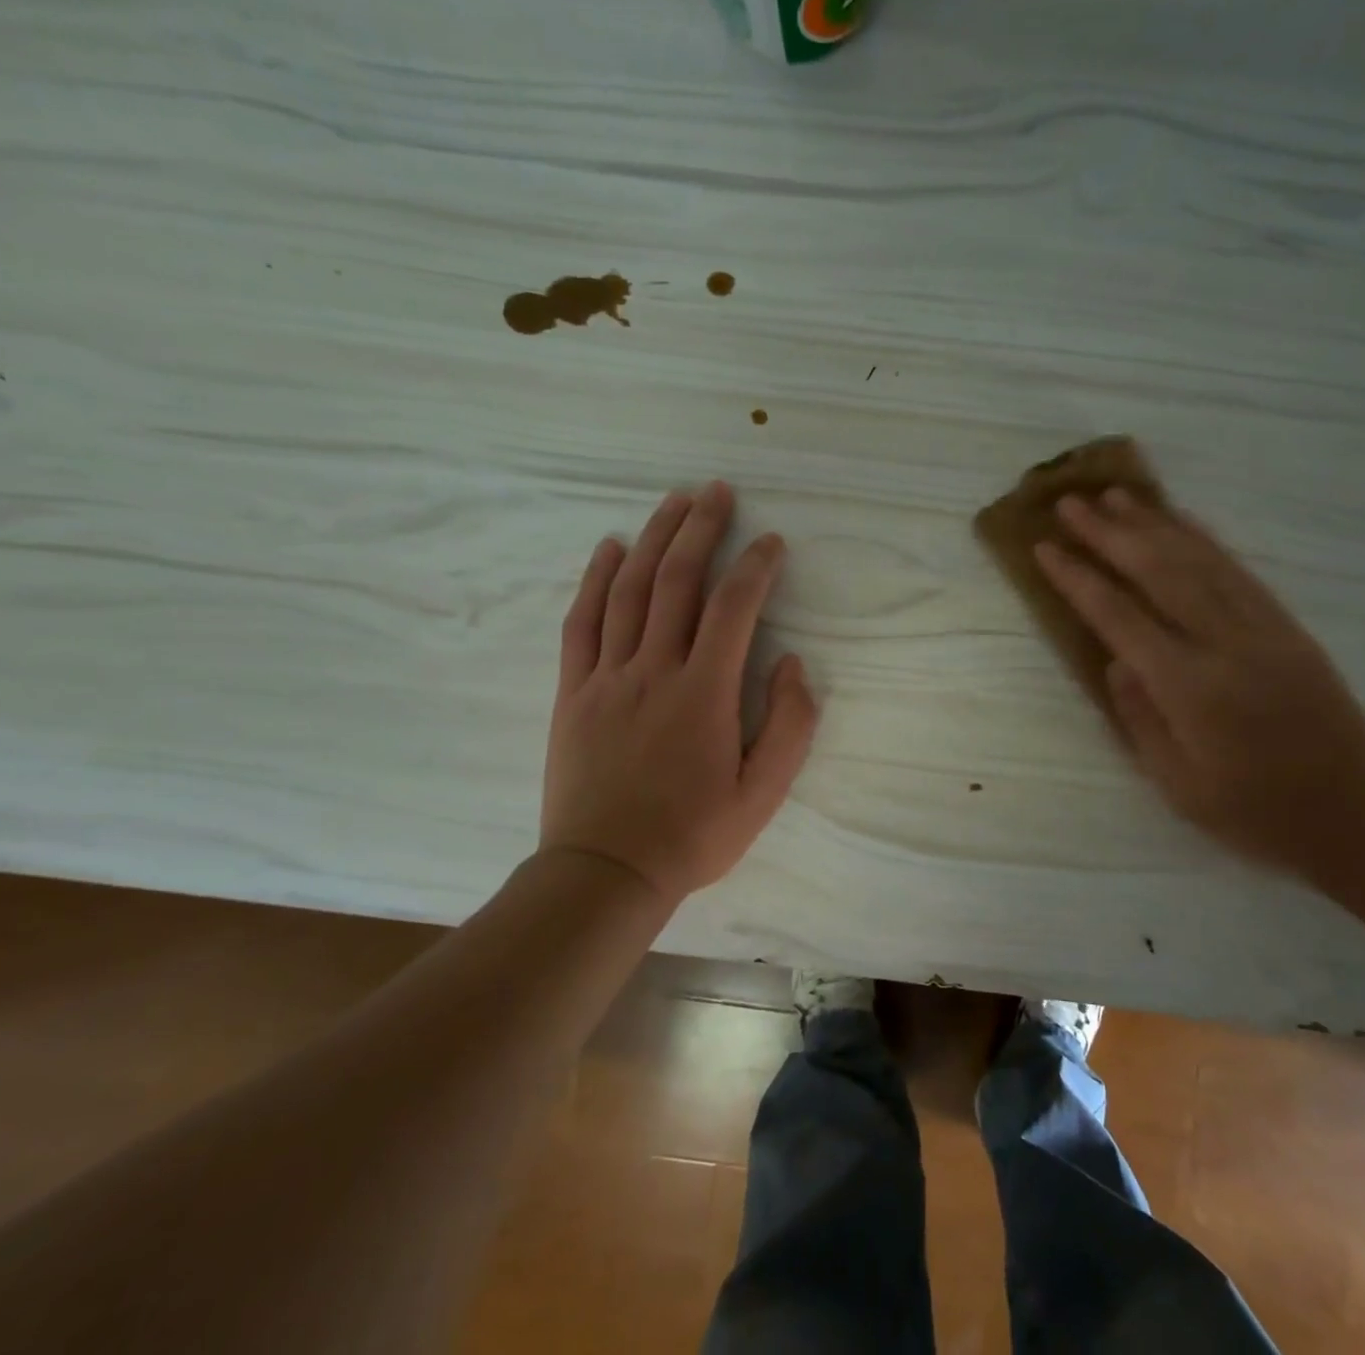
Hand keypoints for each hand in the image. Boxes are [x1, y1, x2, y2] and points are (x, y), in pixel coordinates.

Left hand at [539, 482, 818, 899]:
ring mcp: (607, 676)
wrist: (605, 872)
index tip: (771, 542)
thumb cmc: (693, 835)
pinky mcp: (574, 690)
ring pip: (630, 590)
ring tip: (673, 501)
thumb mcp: (763, 794)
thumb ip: (789, 725)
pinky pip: (582, 622)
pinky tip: (609, 548)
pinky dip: (596, 579)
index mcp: (704, 693)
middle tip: (717, 491)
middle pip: (676, 581)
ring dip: (653, 538)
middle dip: (701, 529)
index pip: (733, 609)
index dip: (755, 567)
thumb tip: (790, 663)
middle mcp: (654, 670)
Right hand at [1035, 489, 1364, 880]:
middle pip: (1158, 572)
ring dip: (1153, 523)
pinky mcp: (1287, 626)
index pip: (1119, 617)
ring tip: (1116, 495)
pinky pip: (1237, 569)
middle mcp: (1225, 644)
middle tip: (1070, 503)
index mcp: (1190, 688)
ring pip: (1198, 560)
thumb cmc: (1257, 814)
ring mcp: (1262, 628)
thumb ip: (1140, 718)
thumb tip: (1115, 661)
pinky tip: (1180, 521)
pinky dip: (1203, 538)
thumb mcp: (1179, 786)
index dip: (1078, 579)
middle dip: (1108, 533)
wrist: (1361, 817)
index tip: (1044, 548)